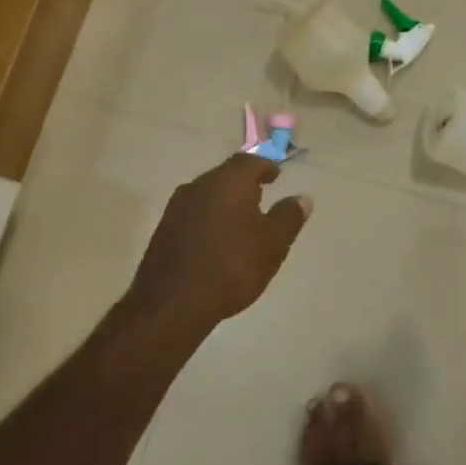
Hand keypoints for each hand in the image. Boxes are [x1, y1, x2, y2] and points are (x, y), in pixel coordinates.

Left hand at [128, 154, 311, 331]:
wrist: (173, 302)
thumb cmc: (232, 266)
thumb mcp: (273, 243)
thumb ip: (289, 217)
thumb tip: (302, 198)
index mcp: (229, 182)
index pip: (249, 161)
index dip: (265, 167)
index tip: (275, 176)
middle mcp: (199, 185)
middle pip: (225, 175)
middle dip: (244, 183)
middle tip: (261, 195)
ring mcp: (176, 207)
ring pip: (207, 194)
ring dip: (225, 201)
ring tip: (241, 219)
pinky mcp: (163, 230)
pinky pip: (193, 214)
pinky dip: (209, 219)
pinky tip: (216, 239)